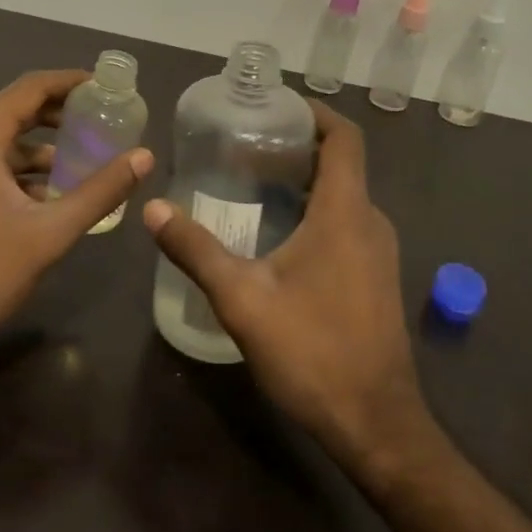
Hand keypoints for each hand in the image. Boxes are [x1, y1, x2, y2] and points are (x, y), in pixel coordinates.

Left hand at [0, 70, 152, 361]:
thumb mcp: (50, 233)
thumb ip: (100, 191)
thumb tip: (144, 157)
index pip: (29, 88)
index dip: (70, 82)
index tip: (105, 87)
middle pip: (12, 111)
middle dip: (58, 116)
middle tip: (101, 123)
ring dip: (37, 148)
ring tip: (81, 163)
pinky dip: (13, 170)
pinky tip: (44, 195)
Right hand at [142, 101, 429, 469]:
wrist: (375, 423)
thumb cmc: (313, 351)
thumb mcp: (243, 300)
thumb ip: (197, 250)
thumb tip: (153, 207)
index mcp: (346, 212)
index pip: (345, 138)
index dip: (315, 113)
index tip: (276, 108)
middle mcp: (370, 222)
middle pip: (341, 163)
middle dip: (298, 147)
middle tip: (246, 146)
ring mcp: (378, 251)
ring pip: (344, 195)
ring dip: (306, 180)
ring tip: (254, 182)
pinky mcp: (376, 277)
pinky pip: (348, 223)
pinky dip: (317, 210)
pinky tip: (277, 233)